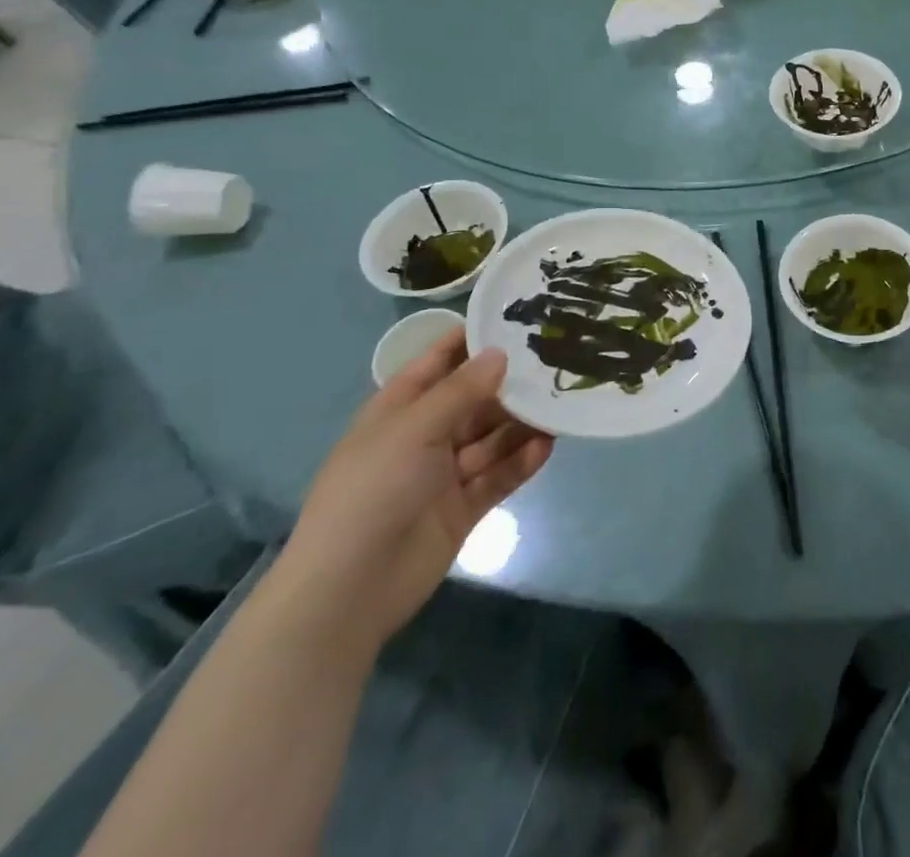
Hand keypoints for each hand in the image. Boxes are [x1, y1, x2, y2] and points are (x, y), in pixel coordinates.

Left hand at [275, 328, 551, 655]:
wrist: (349, 590)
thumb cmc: (372, 491)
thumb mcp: (414, 429)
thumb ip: (461, 391)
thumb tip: (501, 353)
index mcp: (400, 409)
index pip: (438, 362)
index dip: (471, 341)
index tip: (515, 319)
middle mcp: (424, 435)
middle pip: (474, 400)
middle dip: (509, 384)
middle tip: (555, 363)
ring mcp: (445, 473)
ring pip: (492, 437)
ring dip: (522, 423)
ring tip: (560, 405)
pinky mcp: (464, 507)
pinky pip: (498, 475)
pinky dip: (521, 461)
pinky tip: (547, 446)